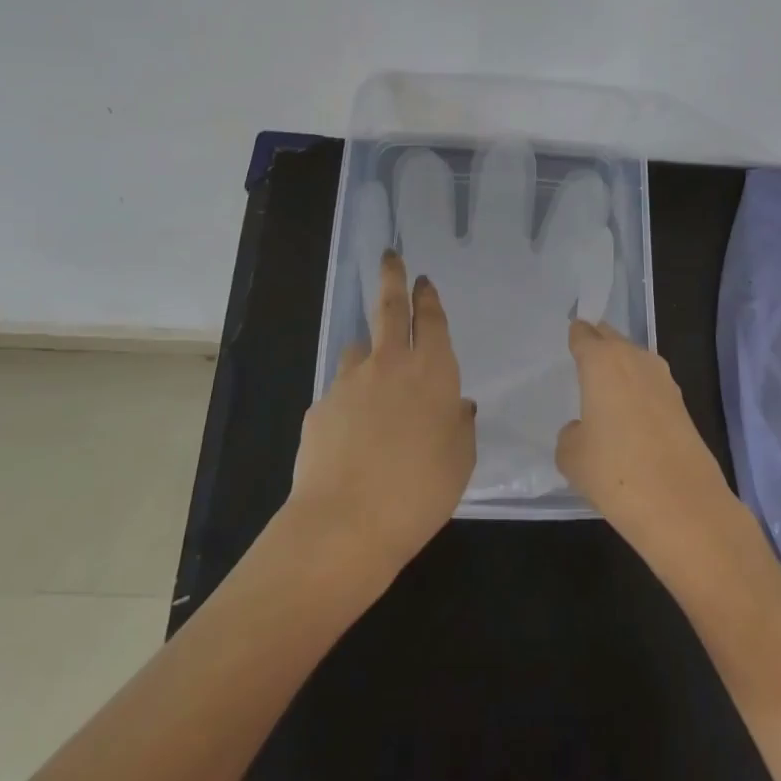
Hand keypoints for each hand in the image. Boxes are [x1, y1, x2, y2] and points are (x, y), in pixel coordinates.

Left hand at [288, 251, 475, 572]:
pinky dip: (350, 401)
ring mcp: (349, 382)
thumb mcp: (460, 460)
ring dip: (369, 352)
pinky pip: (340, 393)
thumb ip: (460, 425)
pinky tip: (353, 436)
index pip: (430, 320)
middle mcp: (389, 364)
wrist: (346, 523)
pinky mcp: (320, 407)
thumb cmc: (420, 490)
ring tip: (374, 378)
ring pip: (359, 350)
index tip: (423, 279)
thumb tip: (458, 405)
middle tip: (390, 257)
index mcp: (432, 371)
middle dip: (392, 278)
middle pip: (388, 307)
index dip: (427, 297)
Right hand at [556, 320, 736, 567]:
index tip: (569, 340)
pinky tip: (630, 419)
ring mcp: (665, 381)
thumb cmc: (614, 471)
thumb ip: (572, 433)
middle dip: (599, 346)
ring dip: (622, 371)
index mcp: (602, 361)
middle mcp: (636, 360)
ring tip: (605, 392)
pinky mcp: (683, 406)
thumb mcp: (571, 456)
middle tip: (584, 361)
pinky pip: (651, 388)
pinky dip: (640, 395)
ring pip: (636, 362)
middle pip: (613, 340)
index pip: (584, 334)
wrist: (681, 505)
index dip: (576, 336)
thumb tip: (586, 429)